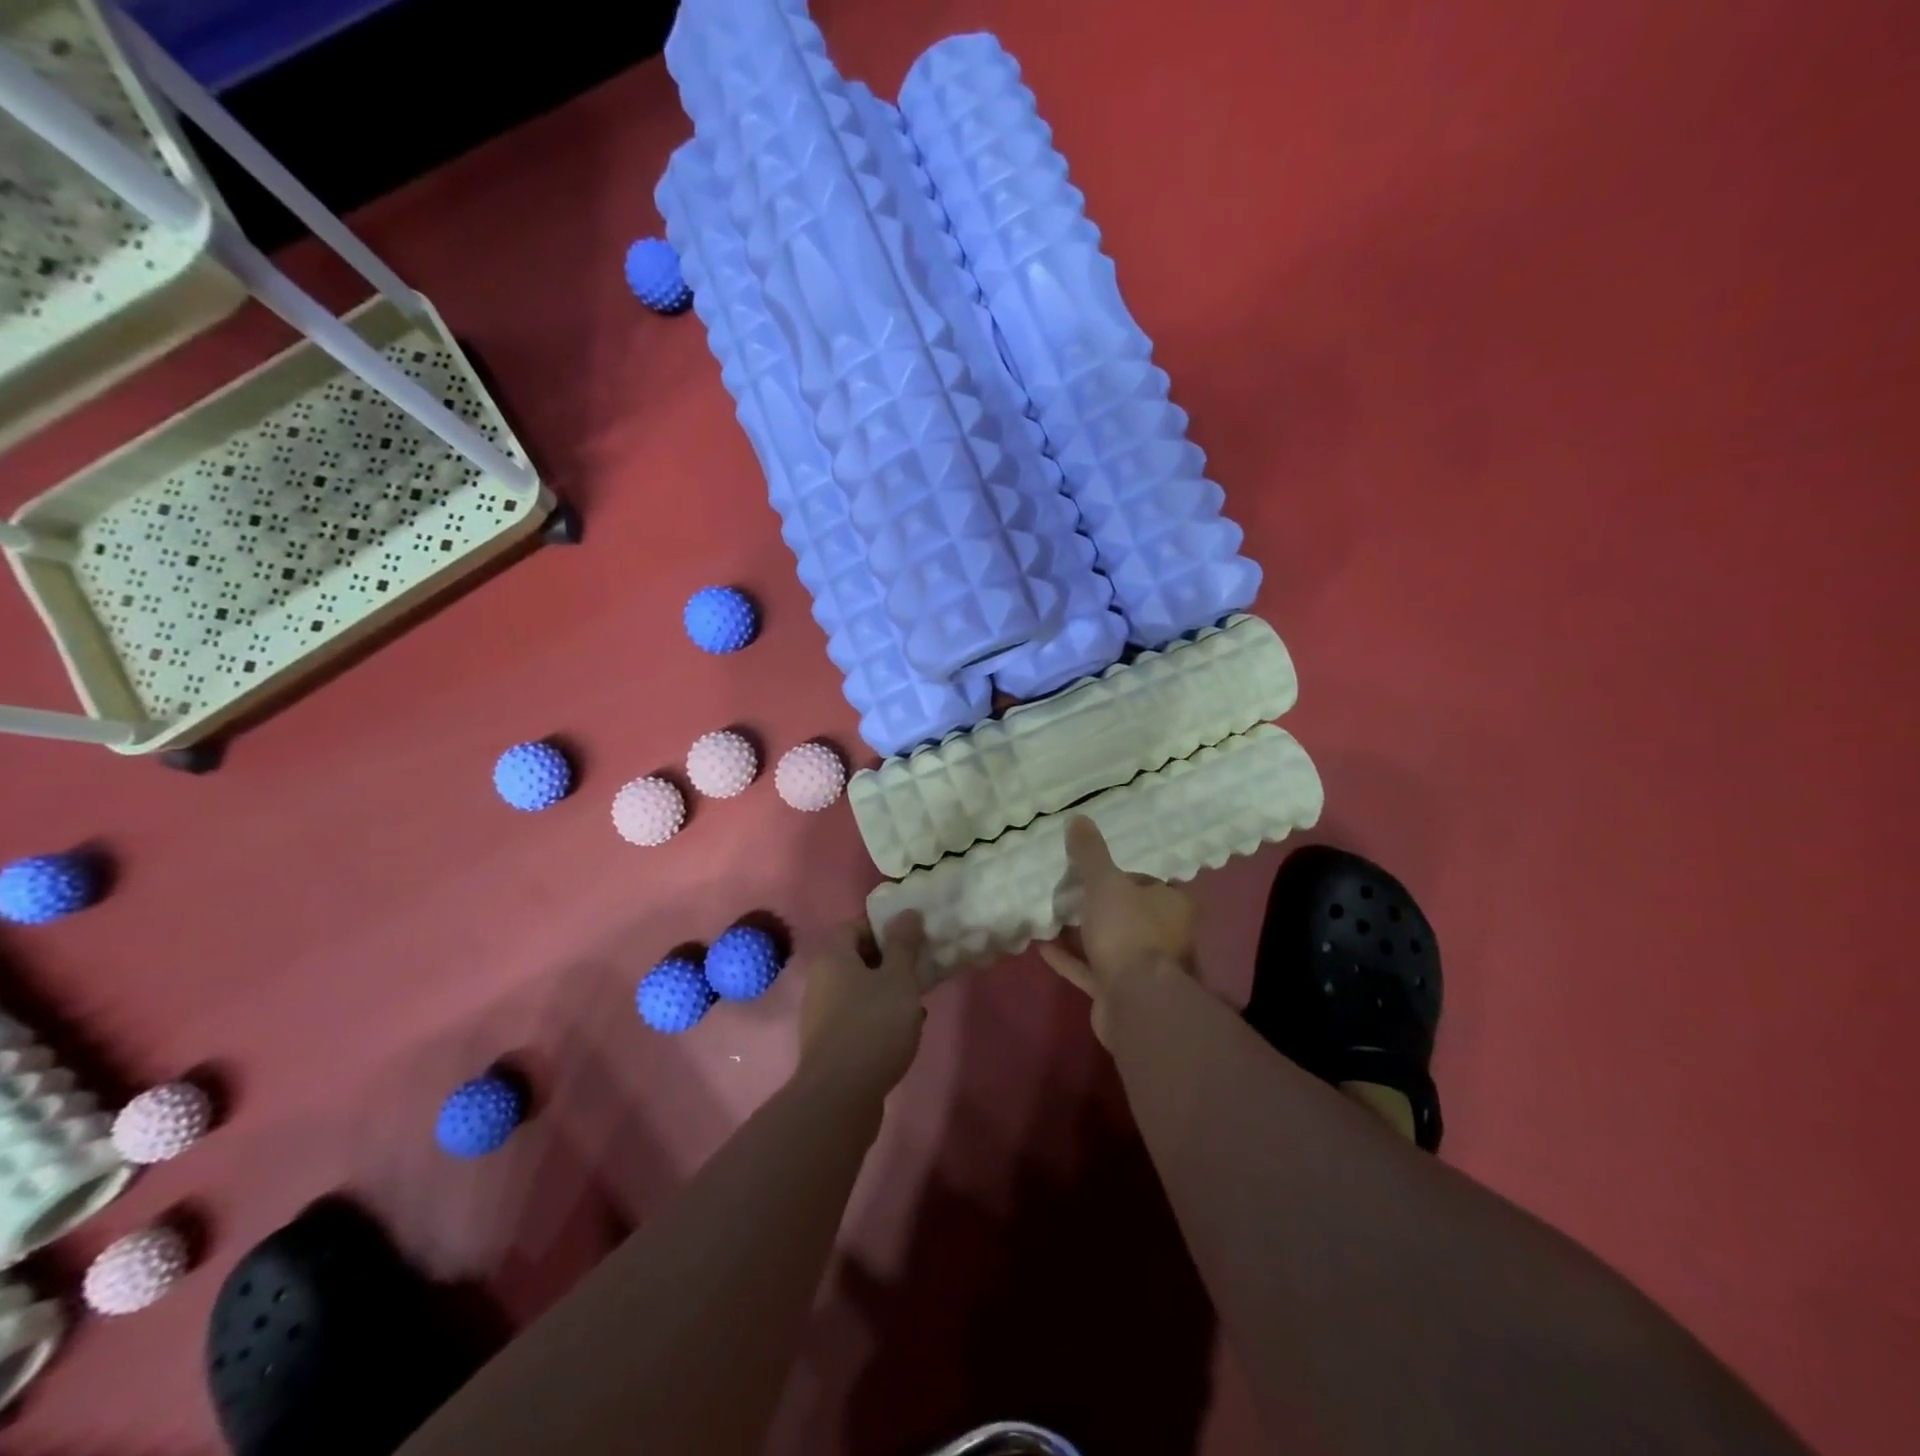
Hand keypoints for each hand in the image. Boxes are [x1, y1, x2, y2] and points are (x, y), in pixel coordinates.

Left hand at [798, 913, 927, 1097]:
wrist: (841, 1096)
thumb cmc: (873, 1025)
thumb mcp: (898, 978)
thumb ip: (904, 943)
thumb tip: (907, 912)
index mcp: (832, 956)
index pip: (857, 925)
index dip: (886, 926)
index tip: (915, 936)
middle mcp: (820, 980)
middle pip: (858, 957)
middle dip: (891, 960)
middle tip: (920, 967)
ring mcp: (821, 1014)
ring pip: (860, 989)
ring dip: (888, 990)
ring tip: (918, 1000)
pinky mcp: (829, 1043)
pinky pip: (858, 1016)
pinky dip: (879, 1015)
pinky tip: (904, 1029)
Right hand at [1039, 817, 1196, 1041]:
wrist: (1135, 1002)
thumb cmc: (1129, 932)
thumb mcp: (1106, 883)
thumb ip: (1091, 853)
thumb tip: (1079, 818)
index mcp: (1171, 905)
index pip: (1145, 881)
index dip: (1118, 874)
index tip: (1091, 870)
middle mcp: (1164, 935)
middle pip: (1126, 912)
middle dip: (1098, 904)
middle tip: (1066, 889)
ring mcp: (1142, 968)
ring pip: (1108, 942)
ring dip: (1081, 932)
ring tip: (1049, 914)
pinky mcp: (1119, 991)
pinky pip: (1090, 968)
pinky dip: (1069, 957)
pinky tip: (1041, 945)